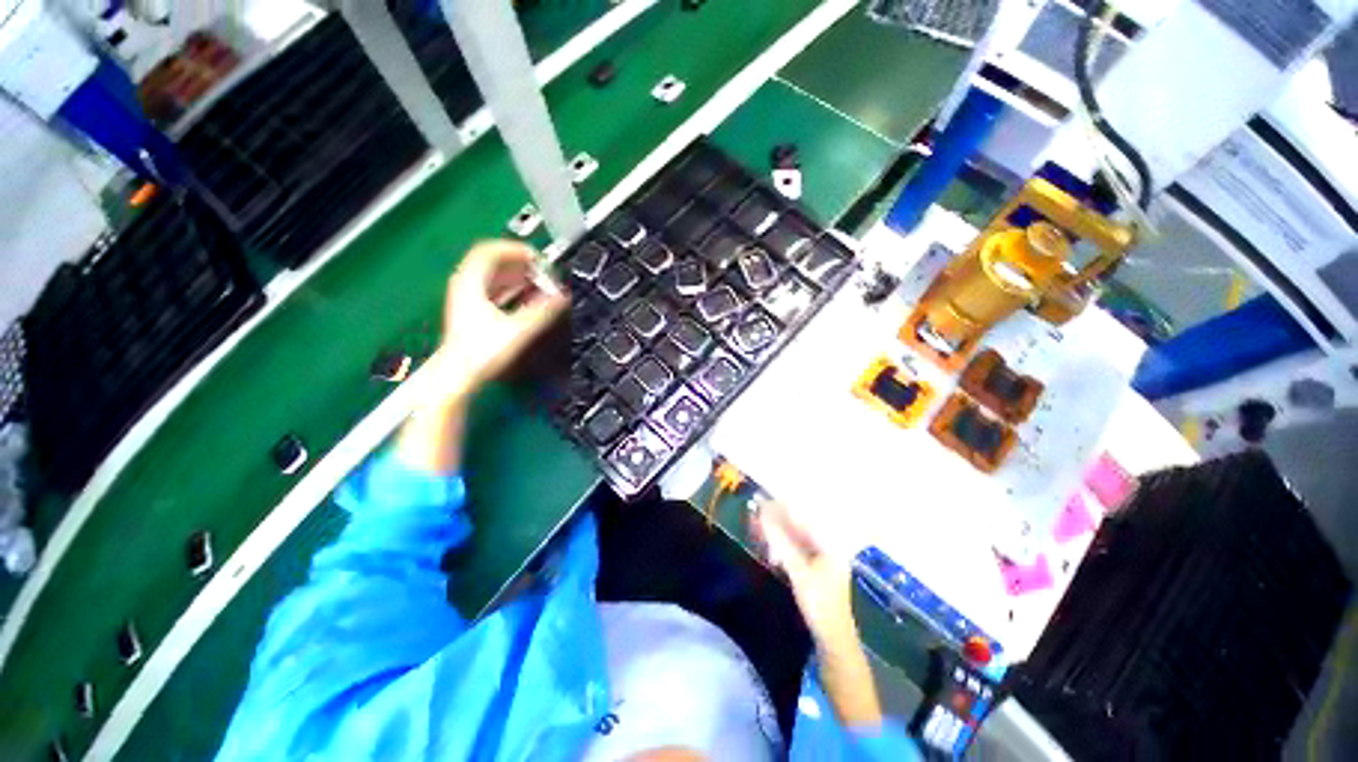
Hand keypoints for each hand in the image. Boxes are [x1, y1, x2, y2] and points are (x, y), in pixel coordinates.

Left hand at [434, 240, 567, 395]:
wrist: (458, 376)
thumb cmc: (480, 352)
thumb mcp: (518, 329)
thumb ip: (542, 311)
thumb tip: (562, 297)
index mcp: (470, 283)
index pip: (490, 250)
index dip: (516, 249)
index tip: (538, 258)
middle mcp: (465, 286)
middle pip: (492, 261)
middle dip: (520, 263)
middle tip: (541, 269)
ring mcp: (467, 299)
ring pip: (493, 276)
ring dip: (517, 276)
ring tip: (538, 281)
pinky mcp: (473, 313)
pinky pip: (493, 290)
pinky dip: (511, 289)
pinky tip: (526, 297)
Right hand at [756, 500, 882, 726]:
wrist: (834, 642)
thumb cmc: (820, 605)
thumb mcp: (798, 572)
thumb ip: (781, 543)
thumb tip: (763, 516)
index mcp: (829, 545)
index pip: (802, 520)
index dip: (781, 510)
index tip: (762, 503)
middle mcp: (827, 548)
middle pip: (797, 529)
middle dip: (776, 523)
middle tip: (754, 517)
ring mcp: (821, 561)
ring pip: (794, 541)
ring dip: (776, 536)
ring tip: (757, 532)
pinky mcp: (813, 573)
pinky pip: (794, 553)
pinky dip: (781, 550)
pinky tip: (769, 551)